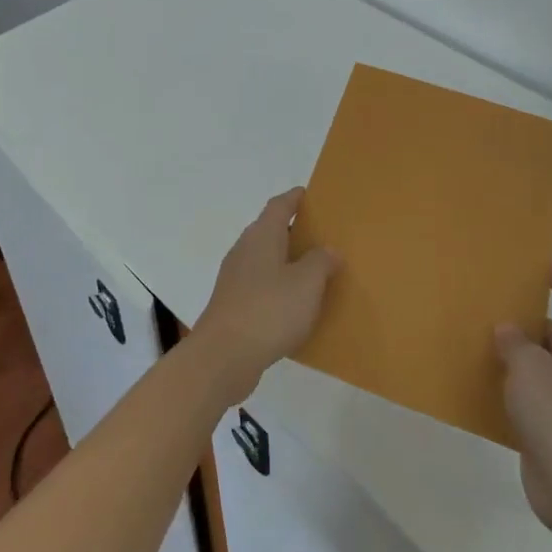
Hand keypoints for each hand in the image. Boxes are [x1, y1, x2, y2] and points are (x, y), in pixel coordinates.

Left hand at [194, 188, 341, 401]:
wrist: (223, 356)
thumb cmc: (269, 310)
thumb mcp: (307, 284)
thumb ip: (320, 262)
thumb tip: (328, 250)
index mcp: (262, 236)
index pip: (279, 205)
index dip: (295, 198)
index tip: (311, 195)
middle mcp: (244, 250)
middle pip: (270, 231)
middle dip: (294, 231)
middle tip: (323, 236)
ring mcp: (235, 278)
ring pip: (265, 260)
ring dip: (287, 262)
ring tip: (315, 272)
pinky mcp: (232, 304)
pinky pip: (260, 286)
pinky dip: (278, 287)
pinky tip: (295, 306)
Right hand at [495, 264, 551, 548]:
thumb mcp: (528, 364)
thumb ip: (514, 341)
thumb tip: (508, 330)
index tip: (540, 268)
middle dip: (533, 318)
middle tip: (498, 304)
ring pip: (548, 365)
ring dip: (522, 354)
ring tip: (485, 339)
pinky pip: (538, 396)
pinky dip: (518, 387)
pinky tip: (488, 383)